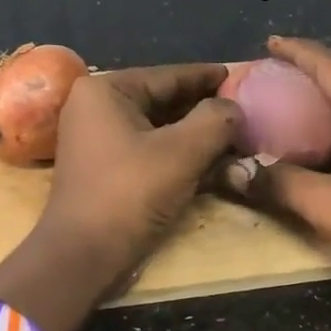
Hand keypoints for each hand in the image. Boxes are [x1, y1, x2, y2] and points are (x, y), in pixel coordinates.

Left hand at [38, 63, 242, 280]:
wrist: (84, 255)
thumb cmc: (130, 193)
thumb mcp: (182, 152)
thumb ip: (215, 121)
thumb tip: (235, 108)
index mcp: (106, 90)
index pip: (168, 75)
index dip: (207, 77)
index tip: (240, 76)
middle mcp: (97, 108)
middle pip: (164, 100)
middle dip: (205, 108)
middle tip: (245, 109)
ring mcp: (99, 140)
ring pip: (159, 128)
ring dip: (196, 134)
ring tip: (236, 135)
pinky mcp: (107, 169)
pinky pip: (150, 150)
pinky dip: (180, 154)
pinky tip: (213, 161)